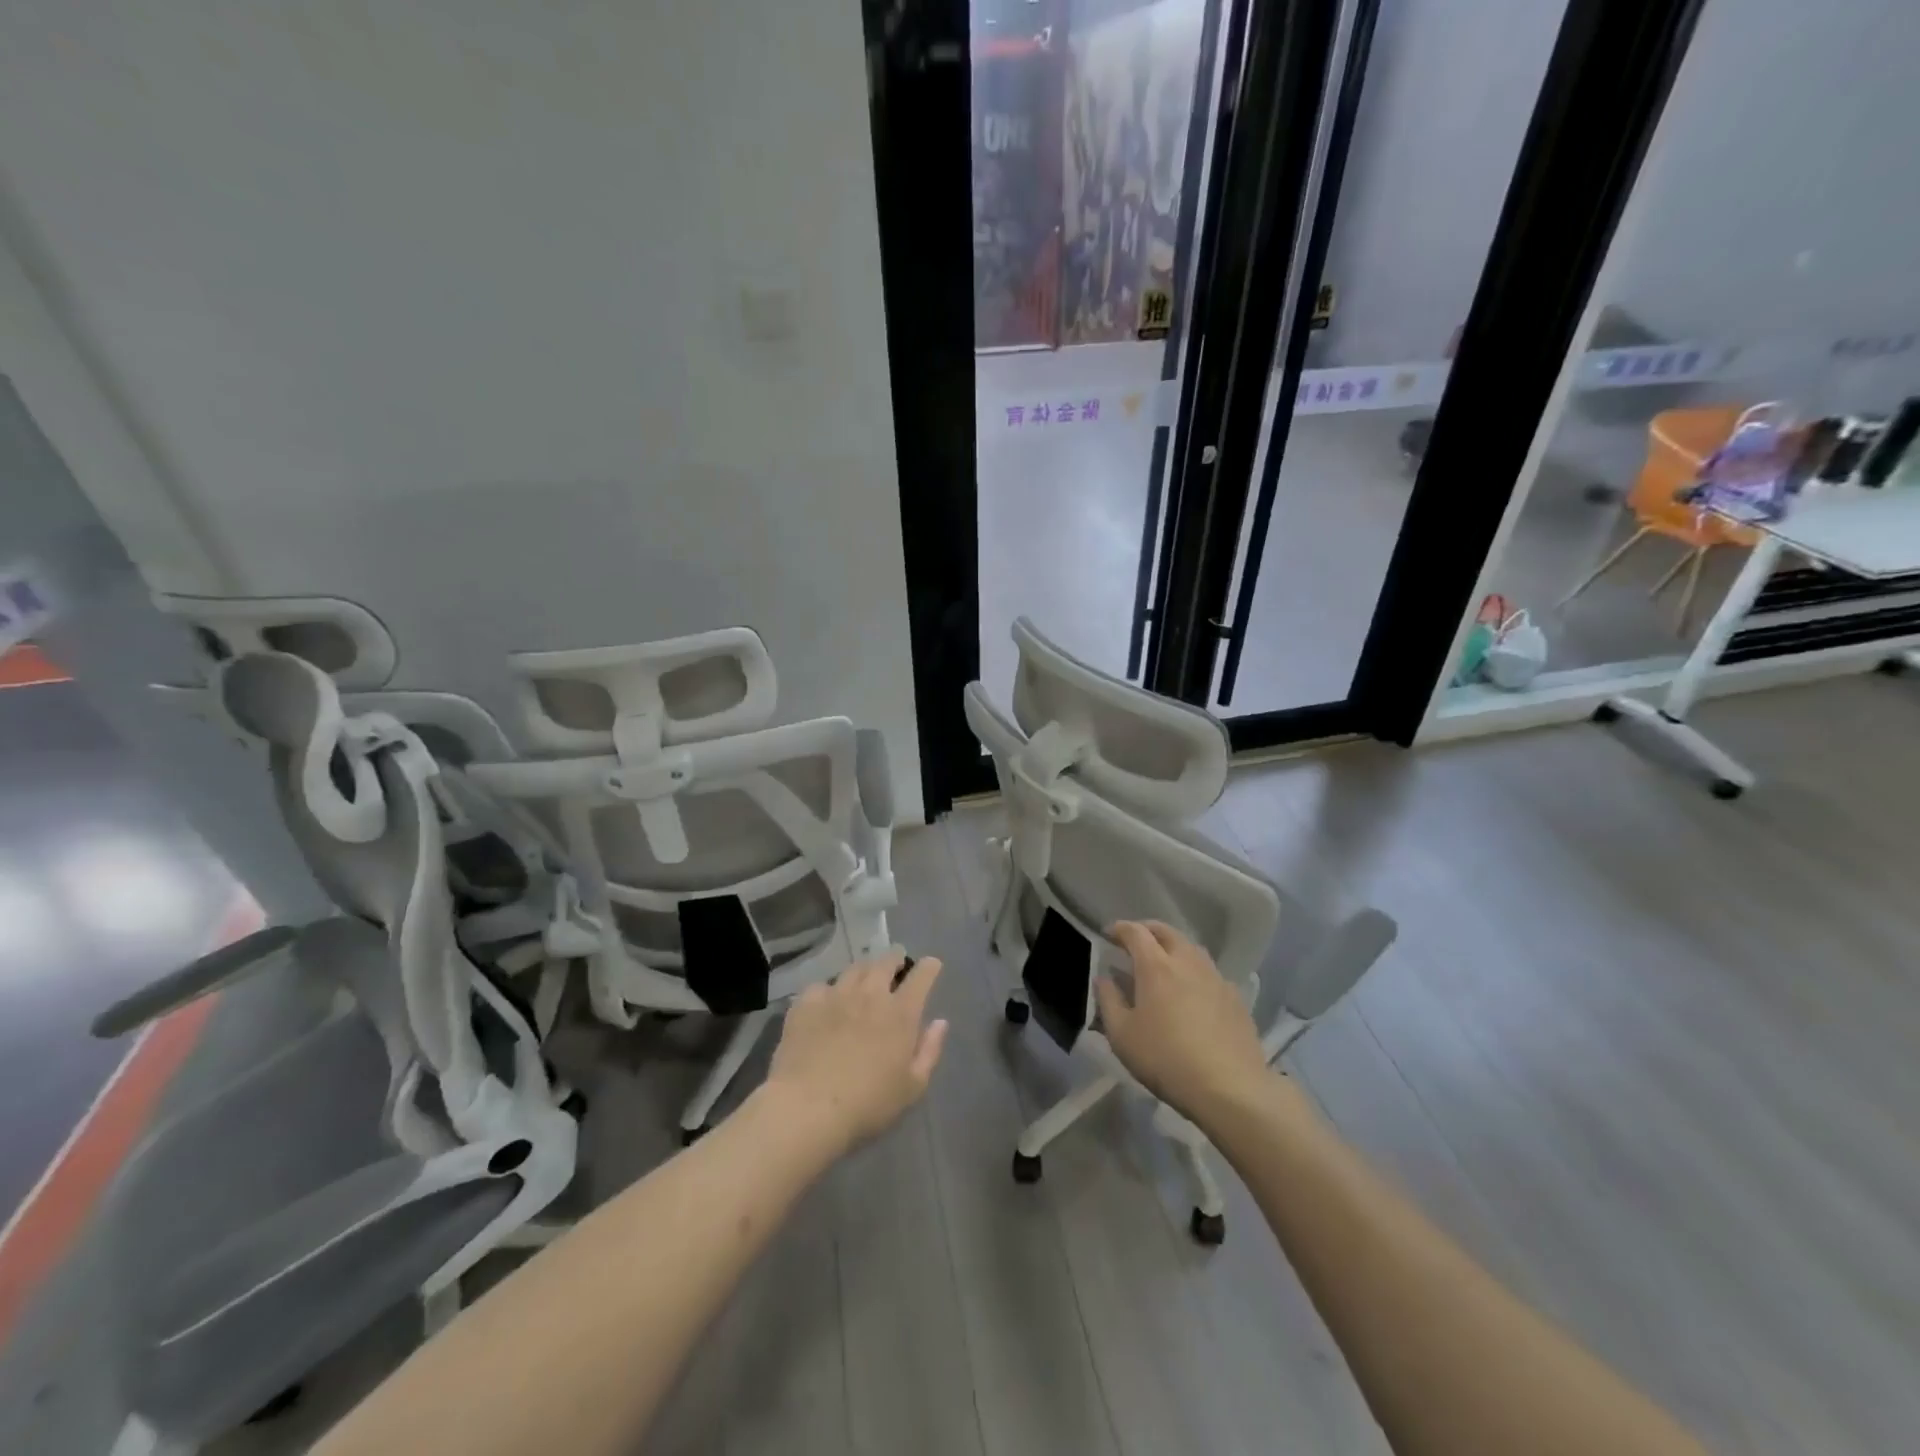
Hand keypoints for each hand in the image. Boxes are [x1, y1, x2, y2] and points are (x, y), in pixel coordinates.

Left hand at [765, 953, 949, 1155]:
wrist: (807, 1108)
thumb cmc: (868, 1104)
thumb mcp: (912, 1088)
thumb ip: (929, 1051)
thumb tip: (940, 1022)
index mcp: (901, 1013)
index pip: (921, 977)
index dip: (929, 967)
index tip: (931, 965)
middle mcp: (870, 994)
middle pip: (885, 962)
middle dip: (895, 958)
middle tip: (896, 961)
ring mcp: (836, 995)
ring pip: (854, 969)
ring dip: (864, 969)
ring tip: (864, 977)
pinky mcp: (806, 1004)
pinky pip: (820, 986)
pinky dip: (828, 990)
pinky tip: (826, 1001)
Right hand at [1096, 920, 1270, 1125]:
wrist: (1230, 1087)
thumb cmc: (1166, 1059)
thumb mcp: (1121, 1035)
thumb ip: (1108, 1000)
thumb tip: (1104, 978)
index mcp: (1156, 966)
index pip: (1135, 932)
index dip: (1119, 928)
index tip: (1108, 934)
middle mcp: (1187, 961)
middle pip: (1166, 931)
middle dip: (1147, 930)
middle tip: (1134, 942)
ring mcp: (1215, 977)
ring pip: (1191, 948)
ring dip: (1172, 947)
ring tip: (1163, 964)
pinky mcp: (1235, 996)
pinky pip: (1209, 971)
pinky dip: (1193, 971)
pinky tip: (1191, 992)